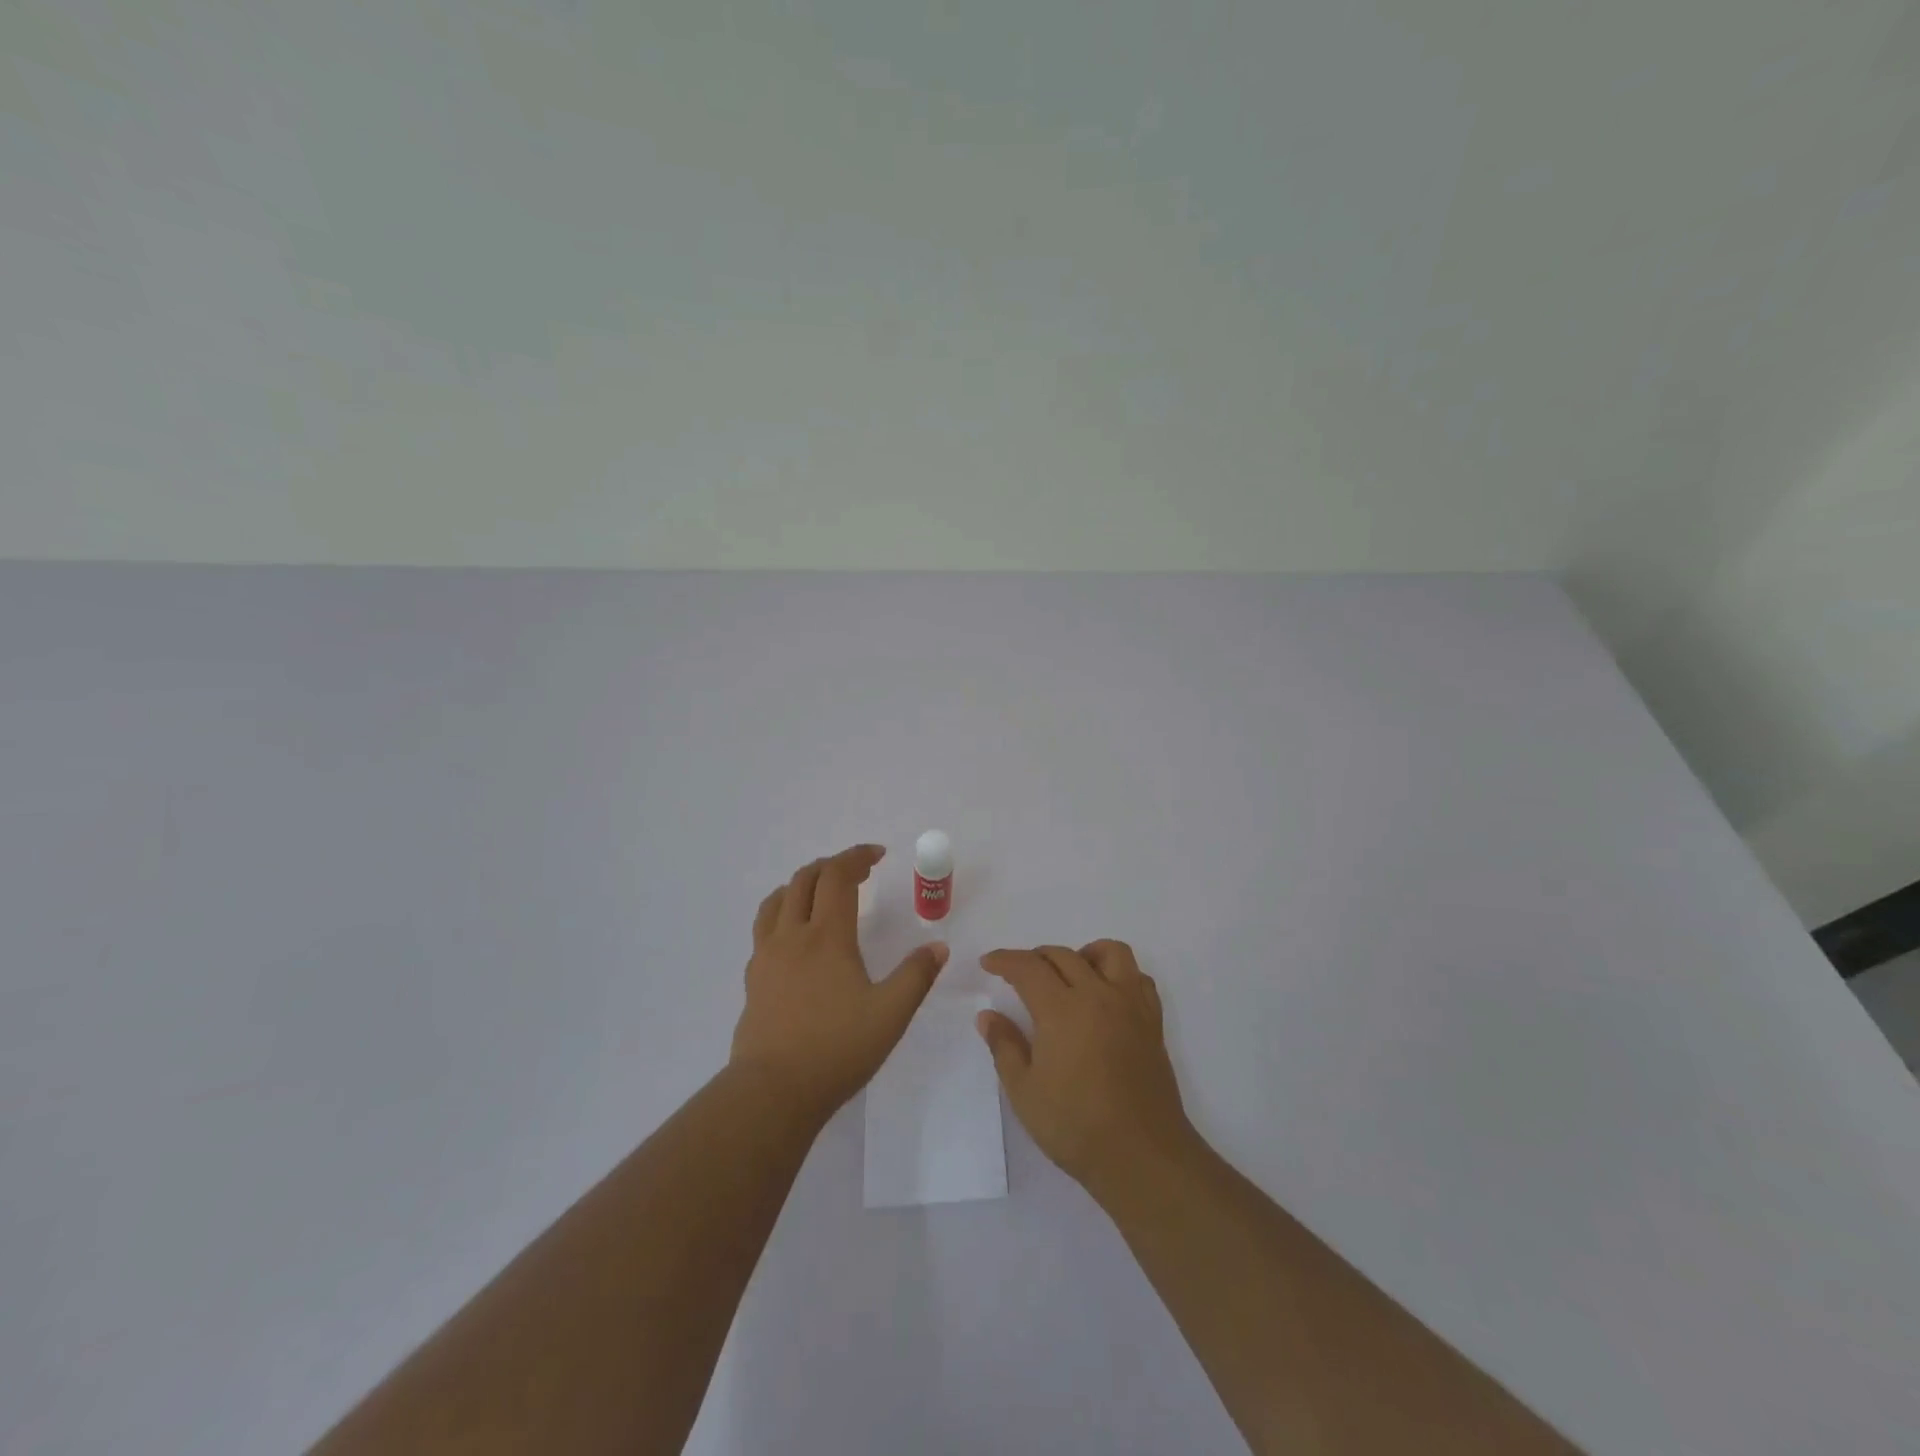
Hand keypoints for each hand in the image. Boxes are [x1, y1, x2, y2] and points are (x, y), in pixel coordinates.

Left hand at [731, 845, 948, 1119]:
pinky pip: (764, 928)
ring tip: (820, 892)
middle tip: (856, 871)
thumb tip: (938, 946)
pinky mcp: (754, 979)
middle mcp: (793, 936)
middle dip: (831, 865)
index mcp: (827, 936)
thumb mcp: (891, 1014)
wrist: (773, 1091)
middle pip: (804, 880)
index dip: (856, 857)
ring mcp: (767, 956)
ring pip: (777, 900)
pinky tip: (794, 936)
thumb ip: (917, 976)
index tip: (877, 854)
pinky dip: (782, 912)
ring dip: (801, 884)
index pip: (837, 877)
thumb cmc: (837, 1048)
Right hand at [978, 940, 1196, 1193]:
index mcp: (1062, 1009)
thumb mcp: (1024, 1091)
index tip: (988, 963)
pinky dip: (1119, 974)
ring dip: (1083, 954)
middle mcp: (1098, 995)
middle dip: (1035, 958)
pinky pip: (1137, 978)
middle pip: (1064, 955)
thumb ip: (1004, 1046)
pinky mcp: (1152, 1022)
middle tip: (1018, 975)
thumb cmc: (1075, 1126)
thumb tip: (987, 1016)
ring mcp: (1130, 1005)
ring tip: (1069, 976)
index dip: (1004, 960)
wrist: (1141, 1155)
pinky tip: (1106, 996)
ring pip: (1110, 952)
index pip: (1028, 967)